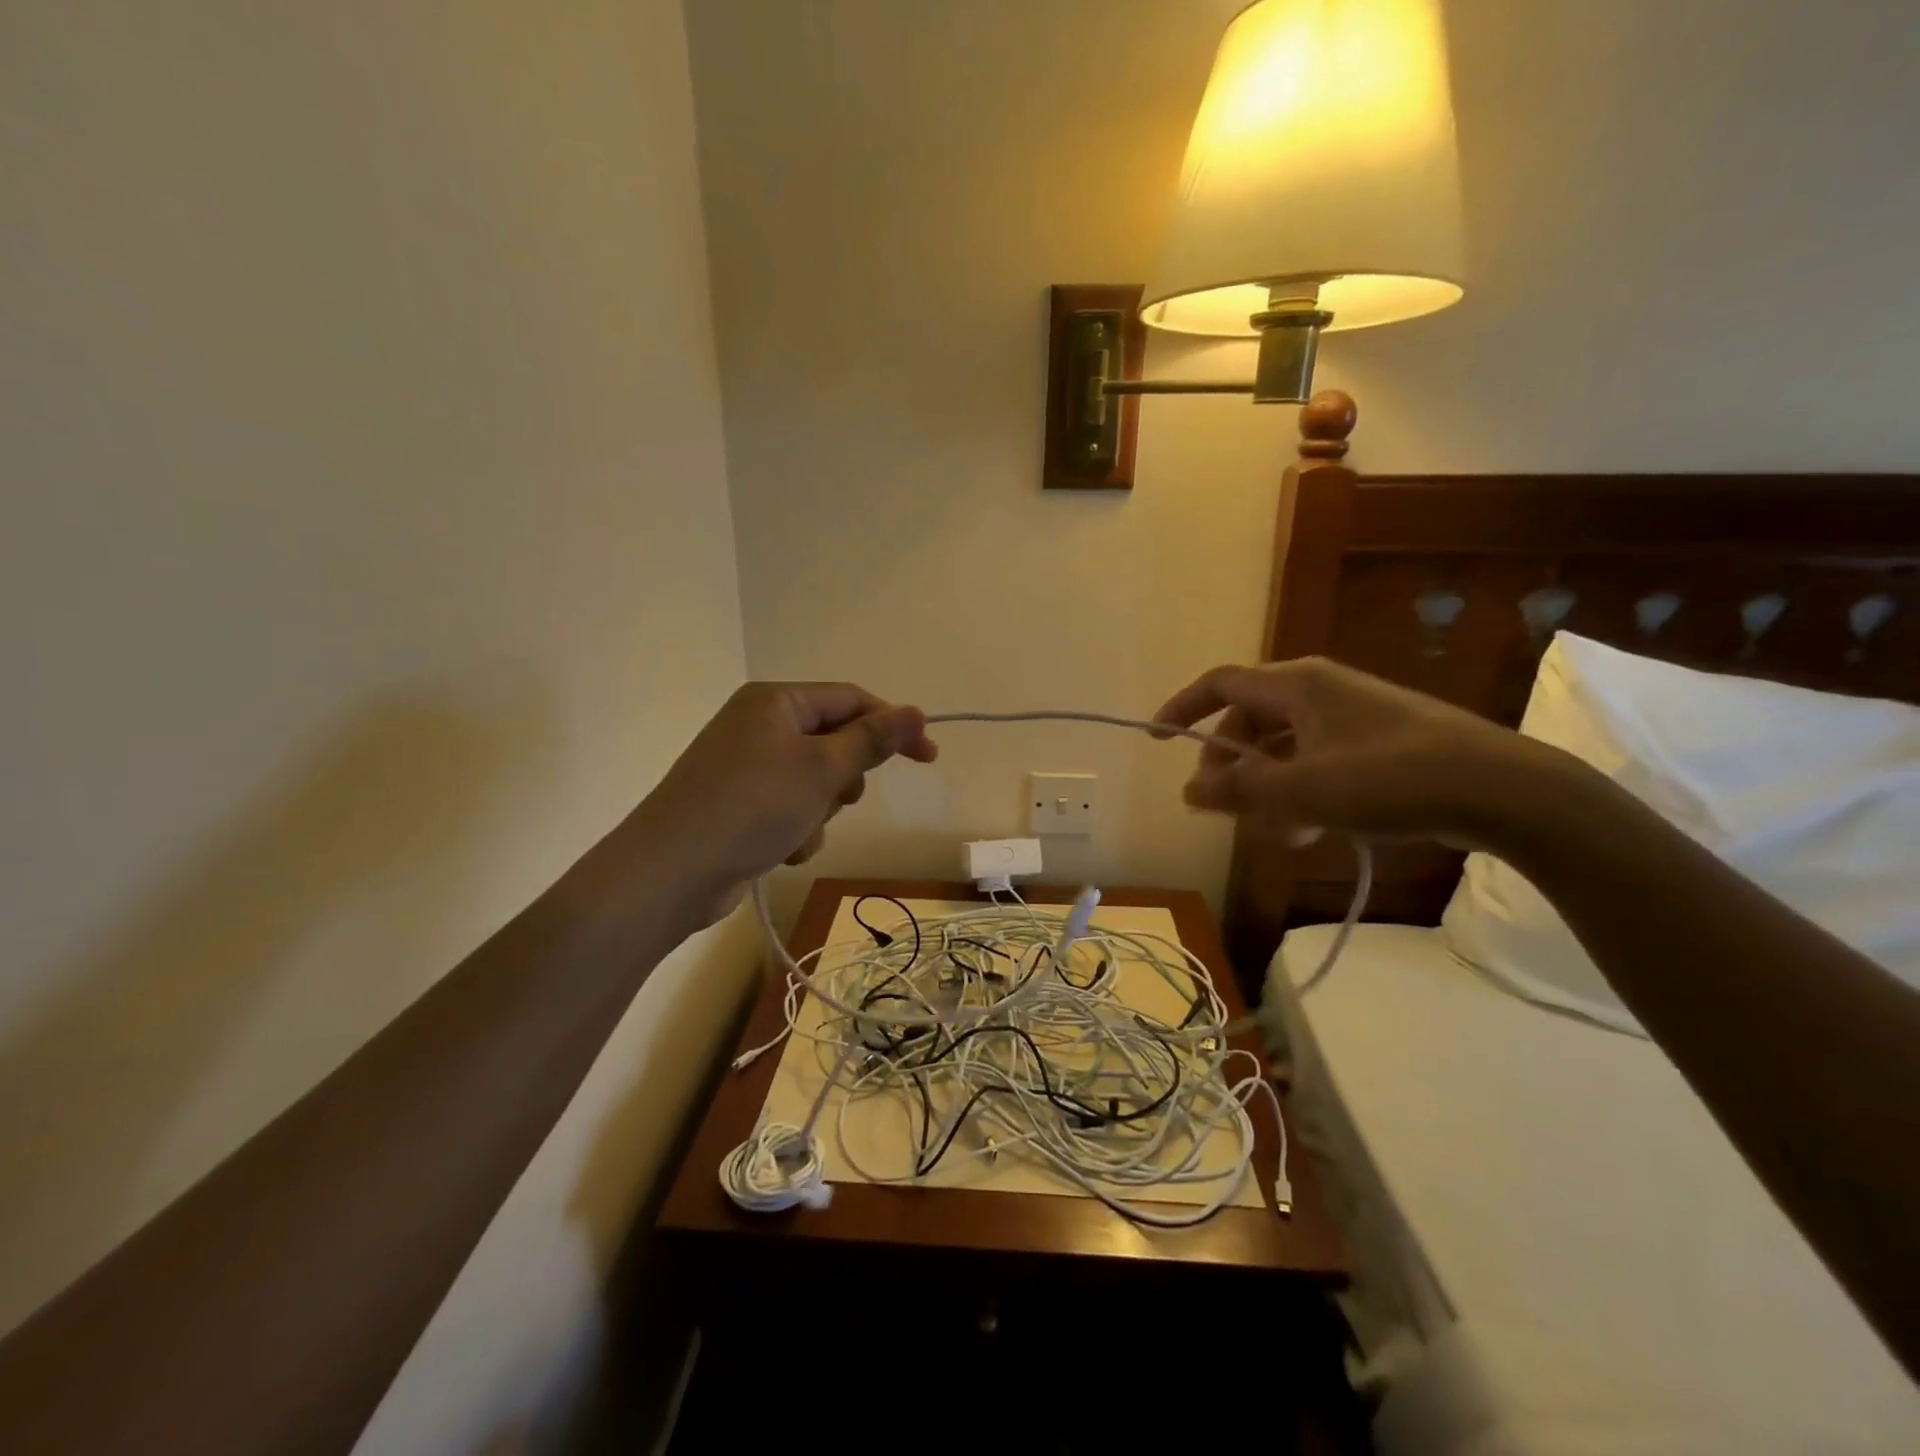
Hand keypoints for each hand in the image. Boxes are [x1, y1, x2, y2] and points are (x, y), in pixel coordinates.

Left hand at [634, 683, 937, 924]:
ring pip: (815, 781)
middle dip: (844, 777)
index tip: (928, 757)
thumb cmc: (752, 806)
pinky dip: (795, 829)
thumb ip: (872, 740)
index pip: (851, 700)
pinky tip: (779, 850)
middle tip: (842, 798)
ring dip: (820, 810)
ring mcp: (747, 767)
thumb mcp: (822, 769)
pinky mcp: (740, 805)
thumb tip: (916, 711)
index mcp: (776, 701)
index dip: (893, 725)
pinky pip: (790, 808)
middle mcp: (760, 726)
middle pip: (833, 742)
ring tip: (799, 829)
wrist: (671, 872)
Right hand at [1154, 657, 1566, 846]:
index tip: (1157, 739)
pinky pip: (1317, 761)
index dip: (1182, 708)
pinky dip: (1301, 792)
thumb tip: (1188, 791)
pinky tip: (1311, 832)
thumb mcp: (1301, 791)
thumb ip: (1237, 791)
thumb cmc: (1390, 779)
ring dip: (1267, 788)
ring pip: (1283, 747)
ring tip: (1276, 833)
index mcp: (1296, 685)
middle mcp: (1319, 690)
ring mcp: (1351, 715)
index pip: (1219, 684)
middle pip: (1249, 721)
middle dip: (1229, 765)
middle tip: (1223, 806)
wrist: (1502, 789)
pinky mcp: (1377, 741)